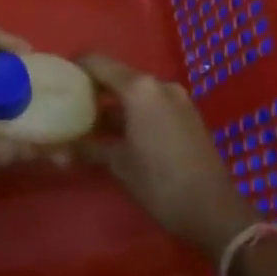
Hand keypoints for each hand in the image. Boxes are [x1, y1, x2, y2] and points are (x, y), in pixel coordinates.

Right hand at [79, 52, 256, 260]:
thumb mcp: (120, 166)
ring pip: (137, 91)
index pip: (98, 62)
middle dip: (96, 88)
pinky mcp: (188, 115)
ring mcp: (177, 98)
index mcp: (139, 88)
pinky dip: (136, 112)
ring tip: (94, 123)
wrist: (216, 212)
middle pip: (118, 75)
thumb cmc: (161, 184)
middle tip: (73, 103)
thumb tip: (60, 148)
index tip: (60, 78)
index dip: (77, 66)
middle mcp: (158, 84)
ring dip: (116, 103)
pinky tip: (123, 134)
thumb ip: (90, 148)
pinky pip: (154, 103)